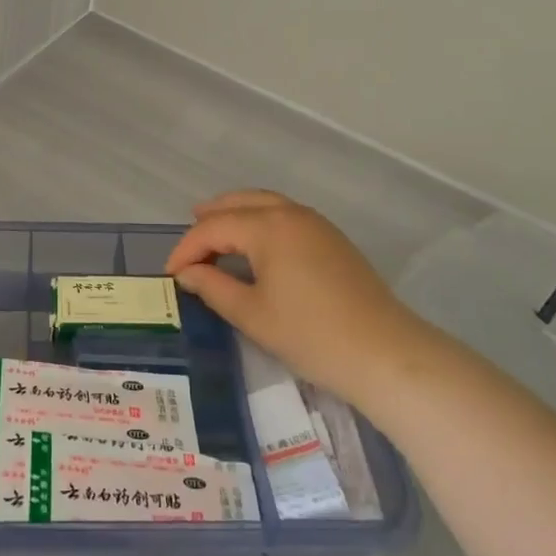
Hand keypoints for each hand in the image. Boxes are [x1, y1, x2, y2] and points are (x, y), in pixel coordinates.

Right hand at [166, 190, 439, 413]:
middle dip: (211, 217)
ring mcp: (316, 224)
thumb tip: (187, 273)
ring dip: (237, 214)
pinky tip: (256, 245)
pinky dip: (261, 221)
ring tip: (217, 231)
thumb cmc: (311, 335)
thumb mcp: (252, 315)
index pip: (214, 228)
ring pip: (266, 204)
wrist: (384, 353)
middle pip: (241, 203)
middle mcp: (291, 213)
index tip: (170, 275)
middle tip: (189, 234)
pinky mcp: (333, 239)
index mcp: (267, 226)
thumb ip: (213, 287)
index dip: (186, 249)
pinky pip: (286, 216)